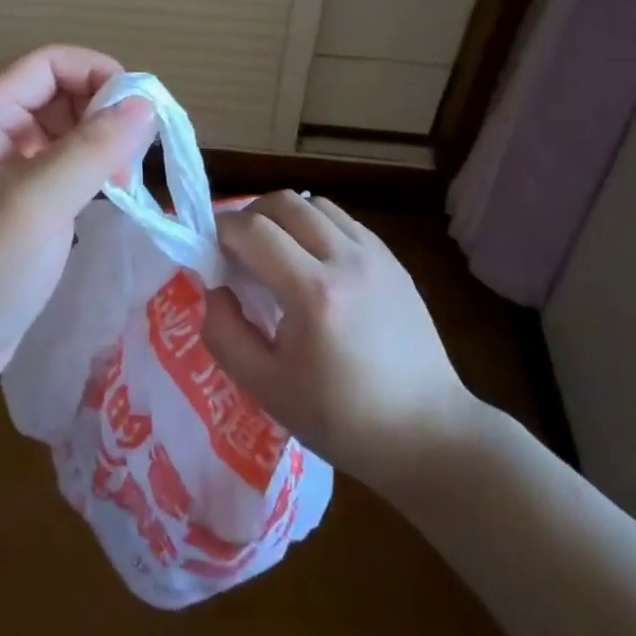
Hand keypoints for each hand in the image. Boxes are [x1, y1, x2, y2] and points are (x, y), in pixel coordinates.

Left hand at [0, 46, 155, 420]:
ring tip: (126, 180)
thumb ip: (93, 148)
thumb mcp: (38, 202)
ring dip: (100, 144)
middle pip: (57, 94)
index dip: (95, 71)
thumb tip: (145, 104)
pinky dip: (90, 174)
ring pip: (63, 134)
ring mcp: (4, 174)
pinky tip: (110, 197)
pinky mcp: (17, 209)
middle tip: (136, 152)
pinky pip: (61, 171)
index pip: (46, 64)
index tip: (139, 105)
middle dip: (102, 111)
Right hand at [200, 192, 480, 490]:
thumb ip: (224, 333)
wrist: (426, 432)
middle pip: (284, 202)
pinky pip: (343, 221)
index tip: (209, 250)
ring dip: (285, 217)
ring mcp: (375, 255)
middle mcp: (346, 260)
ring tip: (276, 253)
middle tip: (238, 250)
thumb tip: (214, 287)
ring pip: (315, 204)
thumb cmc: (341, 419)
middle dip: (250, 215)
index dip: (221, 230)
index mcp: (313, 294)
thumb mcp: (265, 388)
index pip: (253, 230)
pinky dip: (316, 227)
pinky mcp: (393, 260)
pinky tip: (313, 264)